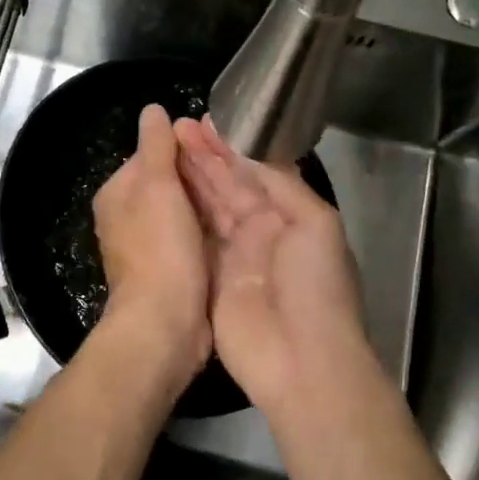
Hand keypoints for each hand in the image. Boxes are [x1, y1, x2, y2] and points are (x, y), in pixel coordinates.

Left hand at [92, 104, 211, 386]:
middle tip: (238, 172)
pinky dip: (209, 233)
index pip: (151, 154)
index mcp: (116, 194)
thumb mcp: (158, 186)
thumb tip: (152, 109)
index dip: (183, 148)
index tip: (217, 147)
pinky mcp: (169, 270)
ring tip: (243, 197)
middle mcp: (126, 218)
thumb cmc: (161, 248)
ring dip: (208, 206)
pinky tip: (234, 230)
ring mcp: (148, 246)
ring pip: (184, 212)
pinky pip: (192, 239)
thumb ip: (156, 146)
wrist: (165, 323)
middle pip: (168, 184)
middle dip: (198, 178)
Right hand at [173, 116, 375, 415]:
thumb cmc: (315, 286)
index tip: (204, 120)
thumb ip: (283, 185)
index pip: (256, 171)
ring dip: (190, 178)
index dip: (231, 146)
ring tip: (165, 148)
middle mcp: (260, 231)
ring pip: (209, 207)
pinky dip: (180, 215)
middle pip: (228, 186)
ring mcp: (233, 256)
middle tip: (176, 127)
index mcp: (290, 216)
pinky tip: (163, 191)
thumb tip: (248, 154)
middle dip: (205, 156)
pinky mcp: (209, 279)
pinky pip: (193, 240)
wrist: (302, 360)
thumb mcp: (315, 224)